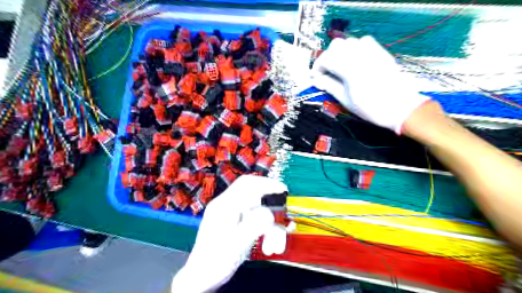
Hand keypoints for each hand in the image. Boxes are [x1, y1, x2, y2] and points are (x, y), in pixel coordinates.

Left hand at [171, 175, 286, 291]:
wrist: (202, 277)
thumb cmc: (216, 260)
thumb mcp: (237, 242)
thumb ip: (254, 224)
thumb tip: (269, 213)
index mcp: (224, 205)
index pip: (247, 184)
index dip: (266, 184)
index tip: (283, 190)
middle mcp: (227, 206)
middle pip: (253, 194)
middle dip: (271, 204)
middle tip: (284, 213)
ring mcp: (231, 215)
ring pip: (257, 211)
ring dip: (270, 225)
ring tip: (276, 245)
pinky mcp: (235, 225)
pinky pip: (254, 221)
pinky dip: (264, 231)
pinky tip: (269, 246)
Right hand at [312, 34, 429, 132]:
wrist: (400, 107)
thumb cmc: (370, 108)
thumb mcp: (345, 100)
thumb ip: (329, 86)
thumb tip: (316, 80)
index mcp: (350, 69)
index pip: (326, 59)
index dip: (317, 67)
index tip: (315, 77)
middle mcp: (360, 55)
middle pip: (336, 46)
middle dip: (327, 58)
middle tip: (326, 72)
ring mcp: (372, 51)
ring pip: (349, 41)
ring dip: (340, 52)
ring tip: (339, 67)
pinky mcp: (381, 51)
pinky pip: (363, 41)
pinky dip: (354, 48)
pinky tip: (354, 60)